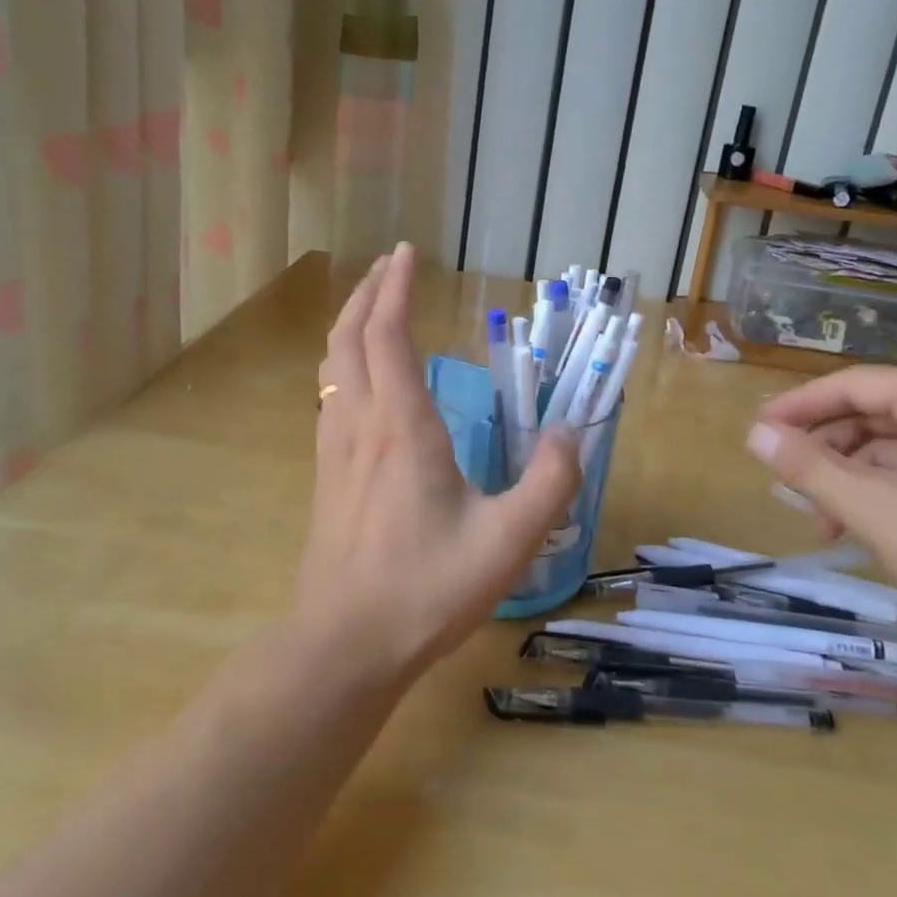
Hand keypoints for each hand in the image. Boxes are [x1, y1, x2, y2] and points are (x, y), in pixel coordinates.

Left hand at [294, 244, 580, 683]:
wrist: (345, 644)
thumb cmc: (426, 589)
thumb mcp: (508, 541)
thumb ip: (549, 483)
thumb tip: (570, 433)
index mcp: (402, 426)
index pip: (388, 333)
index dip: (396, 287)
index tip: (408, 252)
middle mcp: (361, 423)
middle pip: (349, 337)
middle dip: (368, 292)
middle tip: (389, 265)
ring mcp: (335, 448)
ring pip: (332, 365)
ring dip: (350, 324)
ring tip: (374, 308)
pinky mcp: (327, 475)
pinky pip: (330, 396)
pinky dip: (344, 363)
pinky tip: (361, 380)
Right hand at [745, 368, 896, 655]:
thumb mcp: (874, 508)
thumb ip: (807, 467)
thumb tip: (753, 434)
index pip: (849, 384)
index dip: (796, 406)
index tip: (756, 432)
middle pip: (870, 413)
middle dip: (824, 450)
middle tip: (784, 483)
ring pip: (892, 447)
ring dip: (851, 479)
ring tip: (823, 523)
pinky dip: (884, 494)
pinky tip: (865, 530)